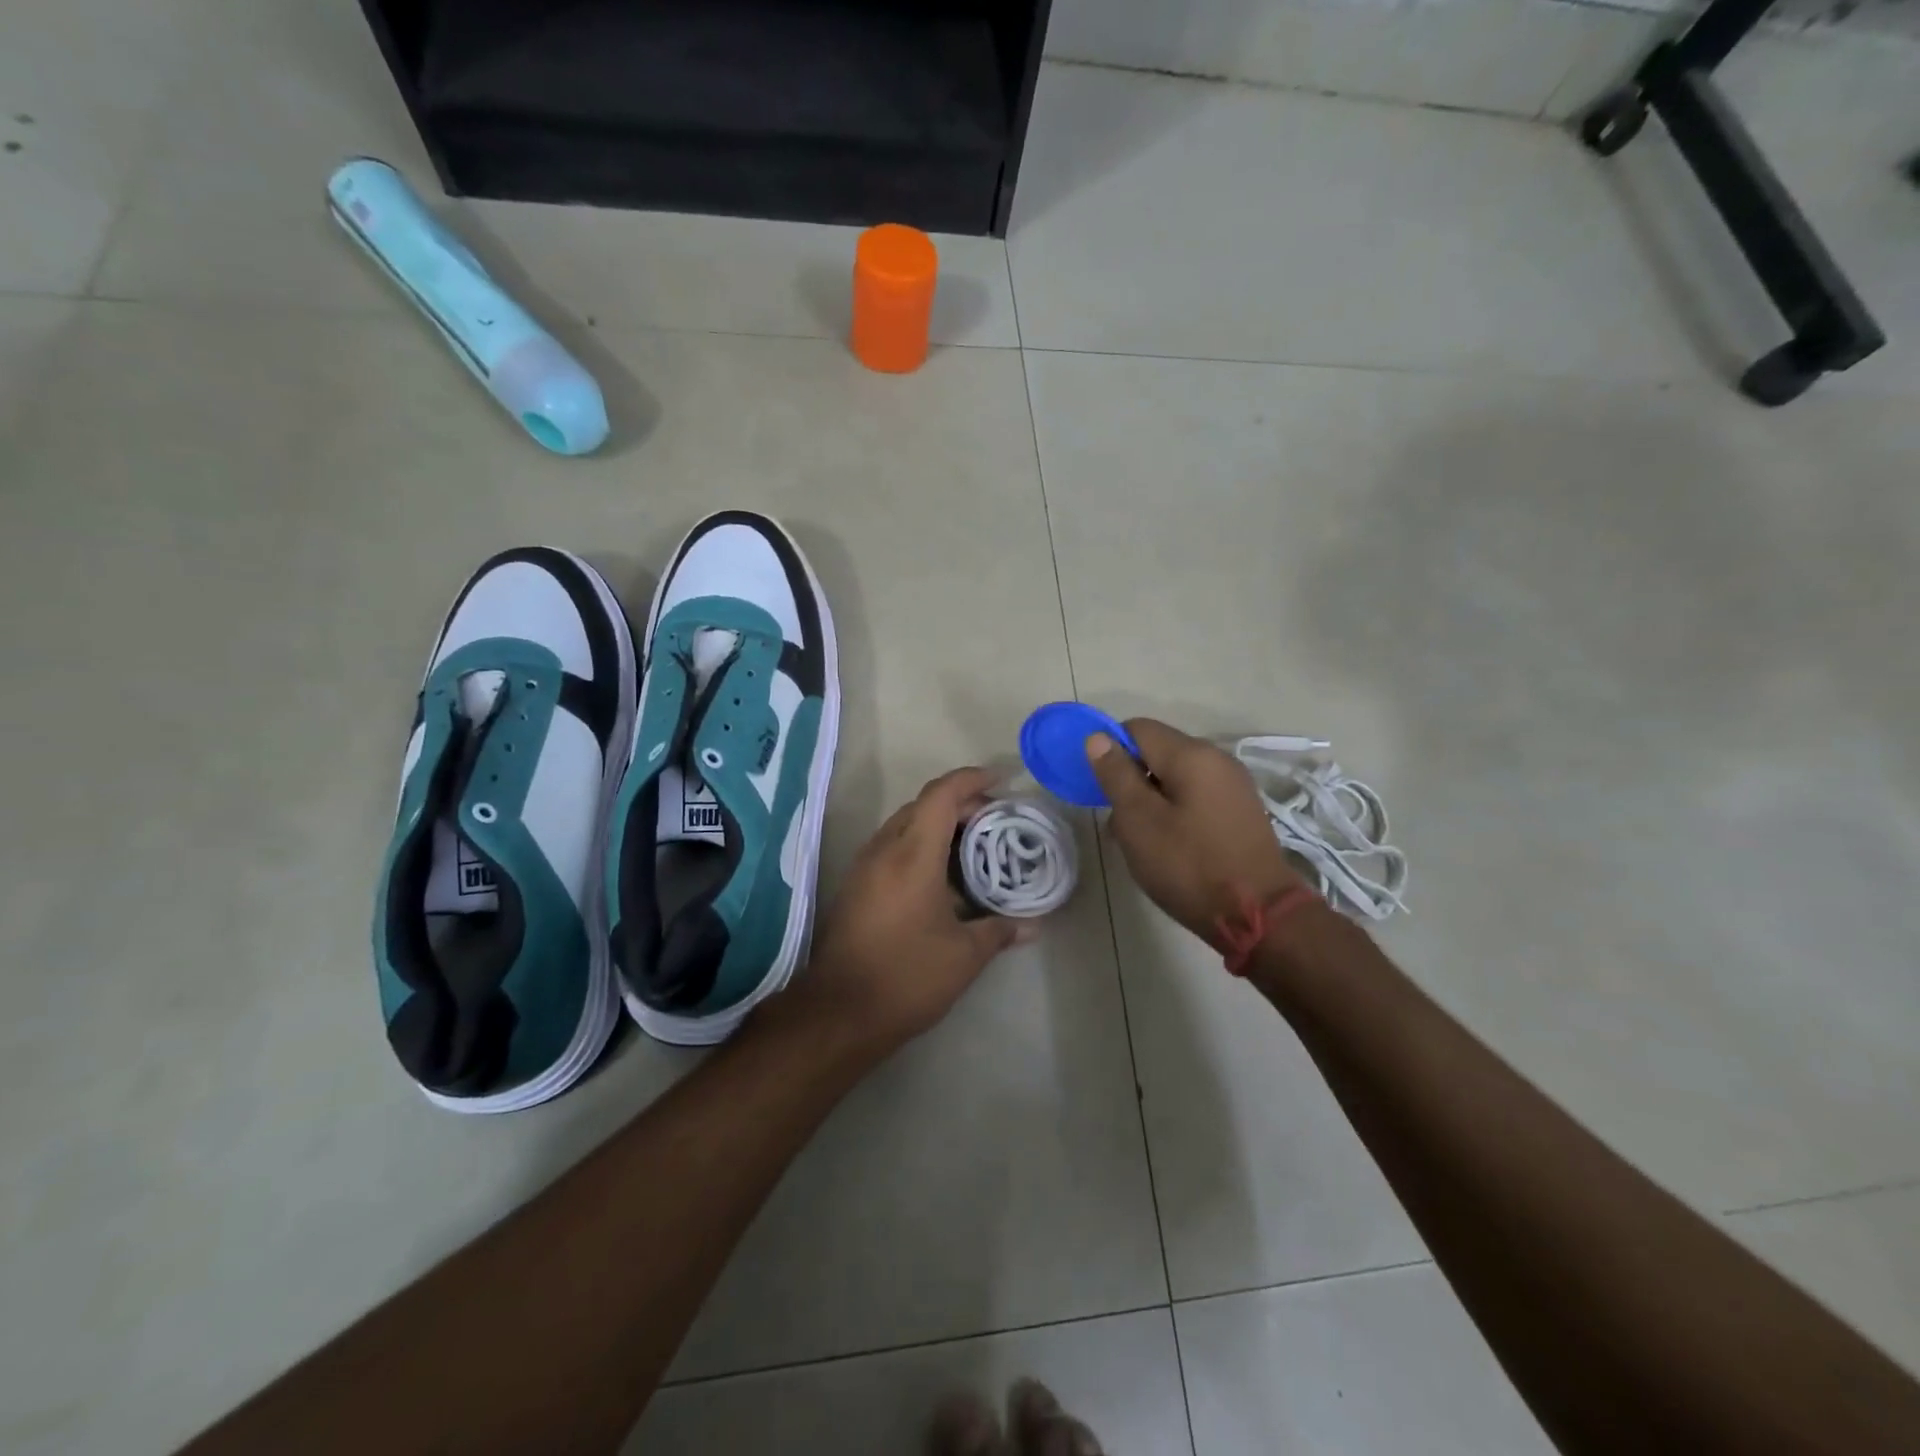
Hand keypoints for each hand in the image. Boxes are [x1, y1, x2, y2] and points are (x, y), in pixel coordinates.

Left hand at [797, 768, 1028, 1053]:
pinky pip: (891, 847)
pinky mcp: (855, 887)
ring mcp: (864, 867)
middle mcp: (883, 849)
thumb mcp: (964, 955)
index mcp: (912, 853)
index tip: (1001, 779)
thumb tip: (1032, 924)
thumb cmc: (906, 975)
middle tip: (994, 821)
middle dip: (960, 803)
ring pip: (904, 825)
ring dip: (938, 825)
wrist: (838, 1012)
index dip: (972, 779)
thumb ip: (999, 931)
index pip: (941, 795)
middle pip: (922, 805)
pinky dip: (919, 845)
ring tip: (973, 846)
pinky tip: (941, 876)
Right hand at [1087, 720, 1303, 945]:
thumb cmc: (1189, 865)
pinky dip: (1174, 812)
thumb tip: (1098, 737)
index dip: (1110, 749)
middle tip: (1118, 822)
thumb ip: (1116, 775)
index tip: (1099, 788)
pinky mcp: (1240, 811)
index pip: (1138, 728)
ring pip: (1176, 777)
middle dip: (1130, 779)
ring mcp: (1233, 786)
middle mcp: (1217, 759)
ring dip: (1150, 800)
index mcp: (1192, 754)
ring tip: (1140, 840)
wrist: (1259, 916)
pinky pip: (1196, 797)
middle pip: (1158, 752)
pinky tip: (1169, 846)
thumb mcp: (1139, 820)